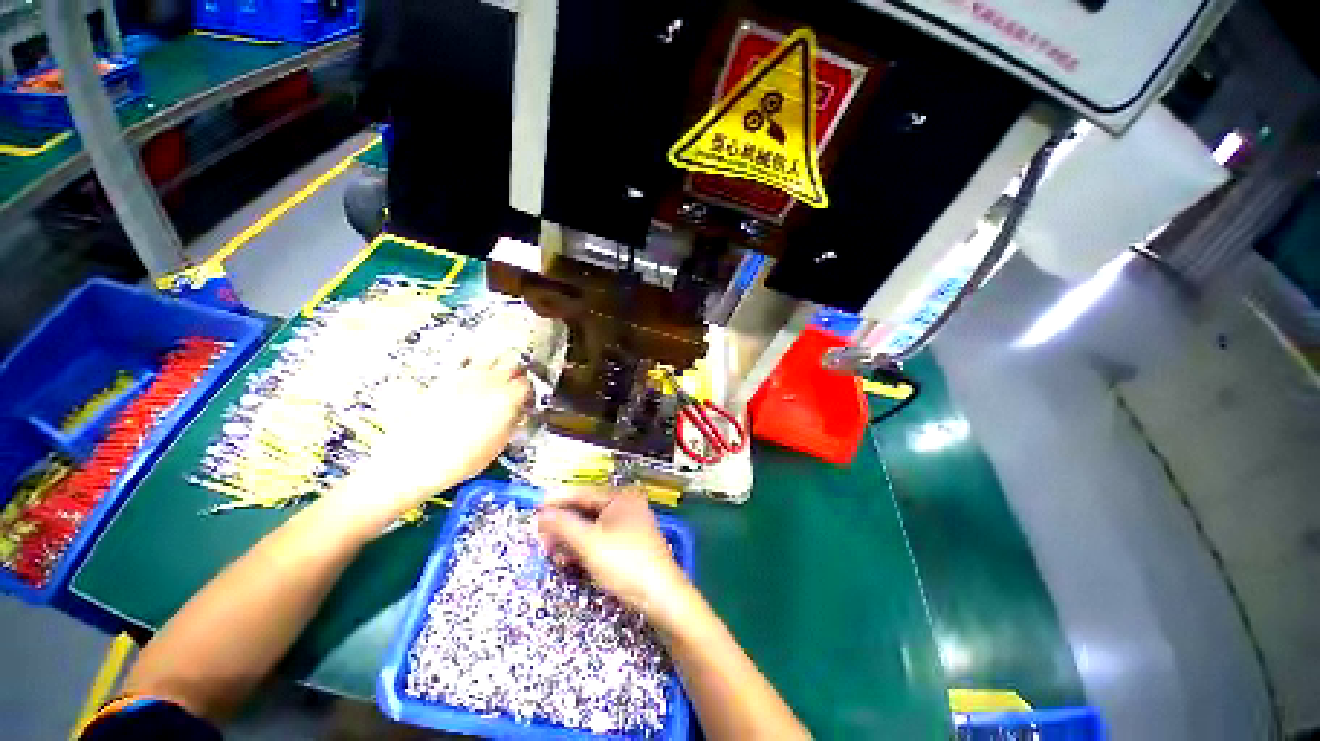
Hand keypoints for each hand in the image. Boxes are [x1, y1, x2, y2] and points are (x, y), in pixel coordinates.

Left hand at [330, 349, 530, 532]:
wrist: (414, 461)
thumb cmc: (462, 460)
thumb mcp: (498, 445)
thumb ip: (512, 422)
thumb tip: (517, 411)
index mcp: (507, 399)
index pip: (526, 383)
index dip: (528, 391)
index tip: (525, 399)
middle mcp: (489, 382)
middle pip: (512, 363)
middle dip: (516, 372)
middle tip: (514, 385)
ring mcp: (465, 377)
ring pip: (490, 357)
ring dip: (496, 364)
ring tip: (494, 378)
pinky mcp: (444, 379)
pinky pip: (466, 364)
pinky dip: (474, 367)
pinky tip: (471, 381)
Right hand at [536, 488, 693, 631]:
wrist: (662, 597)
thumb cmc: (625, 562)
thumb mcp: (589, 543)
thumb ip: (563, 525)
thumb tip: (541, 514)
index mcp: (621, 498)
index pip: (583, 493)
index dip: (558, 500)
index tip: (535, 508)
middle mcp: (626, 507)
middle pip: (586, 511)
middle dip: (563, 525)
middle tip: (541, 538)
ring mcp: (629, 527)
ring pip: (591, 528)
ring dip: (571, 540)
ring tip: (552, 553)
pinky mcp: (628, 546)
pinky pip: (600, 541)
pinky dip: (583, 549)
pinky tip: (569, 561)